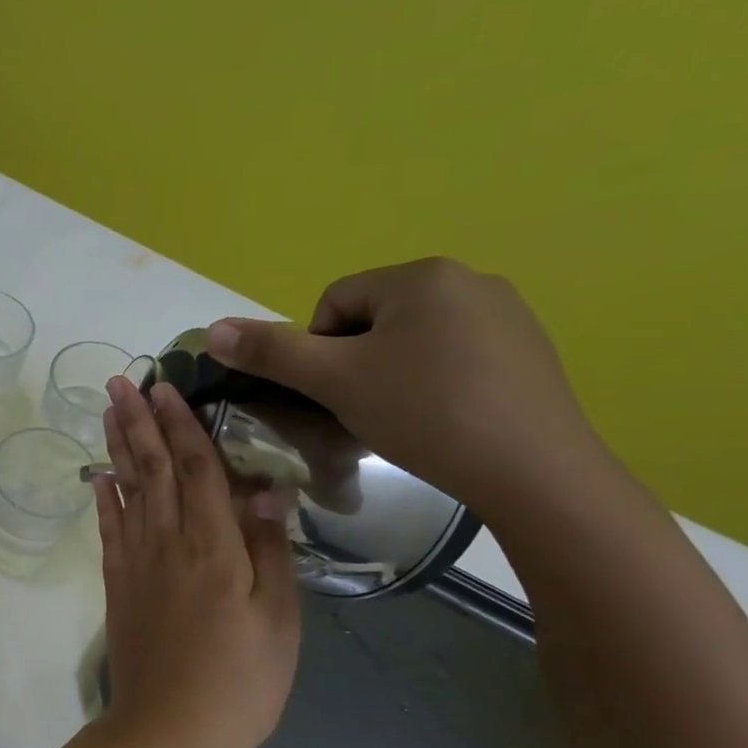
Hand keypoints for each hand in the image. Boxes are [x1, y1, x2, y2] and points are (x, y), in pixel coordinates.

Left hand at [95, 378, 301, 747]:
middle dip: (137, 421)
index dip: (182, 425)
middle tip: (120, 380)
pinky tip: (98, 475)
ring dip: (117, 446)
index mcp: (215, 547)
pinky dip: (102, 497)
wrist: (168, 731)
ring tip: (106, 410)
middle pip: (153, 468)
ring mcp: (136, 562)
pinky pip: (108, 529)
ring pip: (126, 489)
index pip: (197, 469)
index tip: (165, 387)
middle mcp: (168, 542)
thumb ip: (271, 549)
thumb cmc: (240, 682)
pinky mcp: (117, 584)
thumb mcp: (278, 620)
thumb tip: (267, 488)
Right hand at [206, 257, 608, 520]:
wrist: (534, 471)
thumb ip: (271, 352)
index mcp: (421, 276)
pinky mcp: (531, 351)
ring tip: (403, 420)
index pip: (334, 303)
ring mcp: (508, 314)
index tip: (333, 394)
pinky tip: (444, 421)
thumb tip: (212, 330)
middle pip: (374, 319)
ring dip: (392, 374)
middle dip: (356, 363)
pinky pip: (457, 356)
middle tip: (363, 410)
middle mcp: (469, 280)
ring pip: (415, 340)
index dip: (318, 352)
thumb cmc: (424, 413)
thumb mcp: (334, 381)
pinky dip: (436, 384)